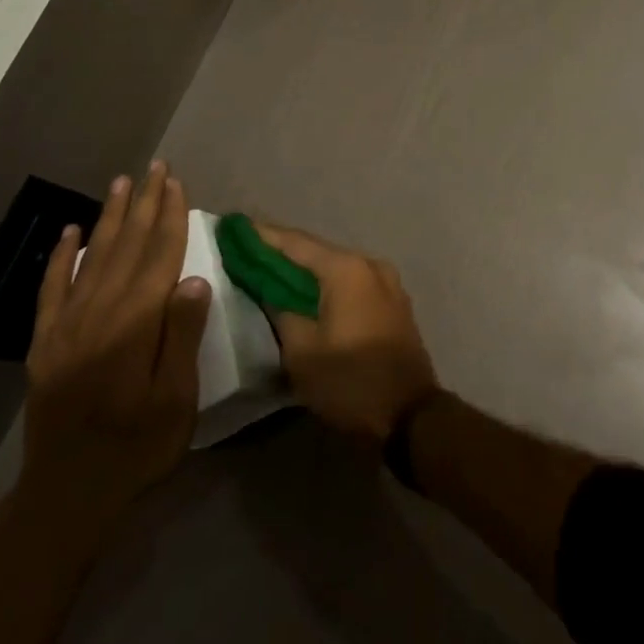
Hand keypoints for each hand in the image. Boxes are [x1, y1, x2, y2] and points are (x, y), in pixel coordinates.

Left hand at [21, 161, 210, 530]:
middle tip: (155, 168)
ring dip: (110, 218)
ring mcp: (67, 325)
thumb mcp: (176, 398)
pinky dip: (62, 256)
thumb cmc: (137, 446)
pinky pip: (53, 288)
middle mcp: (99, 312)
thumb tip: (195, 279)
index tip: (177, 184)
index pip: (159, 257)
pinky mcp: (46, 341)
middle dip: (144, 205)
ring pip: (92, 257)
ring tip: (122, 184)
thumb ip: (182, 336)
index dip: (170, 218)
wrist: (68, 490)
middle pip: (127, 247)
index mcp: (135, 323)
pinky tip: (71, 232)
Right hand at [251, 222, 438, 442]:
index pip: (294, 243)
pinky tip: (305, 292)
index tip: (233, 228)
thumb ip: (280, 310)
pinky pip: (352, 283)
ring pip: (335, 267)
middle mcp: (369, 265)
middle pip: (316, 251)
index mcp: (346, 269)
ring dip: (305, 269)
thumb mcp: (301, 351)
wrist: (411, 415)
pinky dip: (327, 284)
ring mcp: (387, 282)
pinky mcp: (393, 302)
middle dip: (281, 251)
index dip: (261, 236)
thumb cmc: (350, 382)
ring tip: (270, 270)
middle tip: (245, 250)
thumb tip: (269, 289)